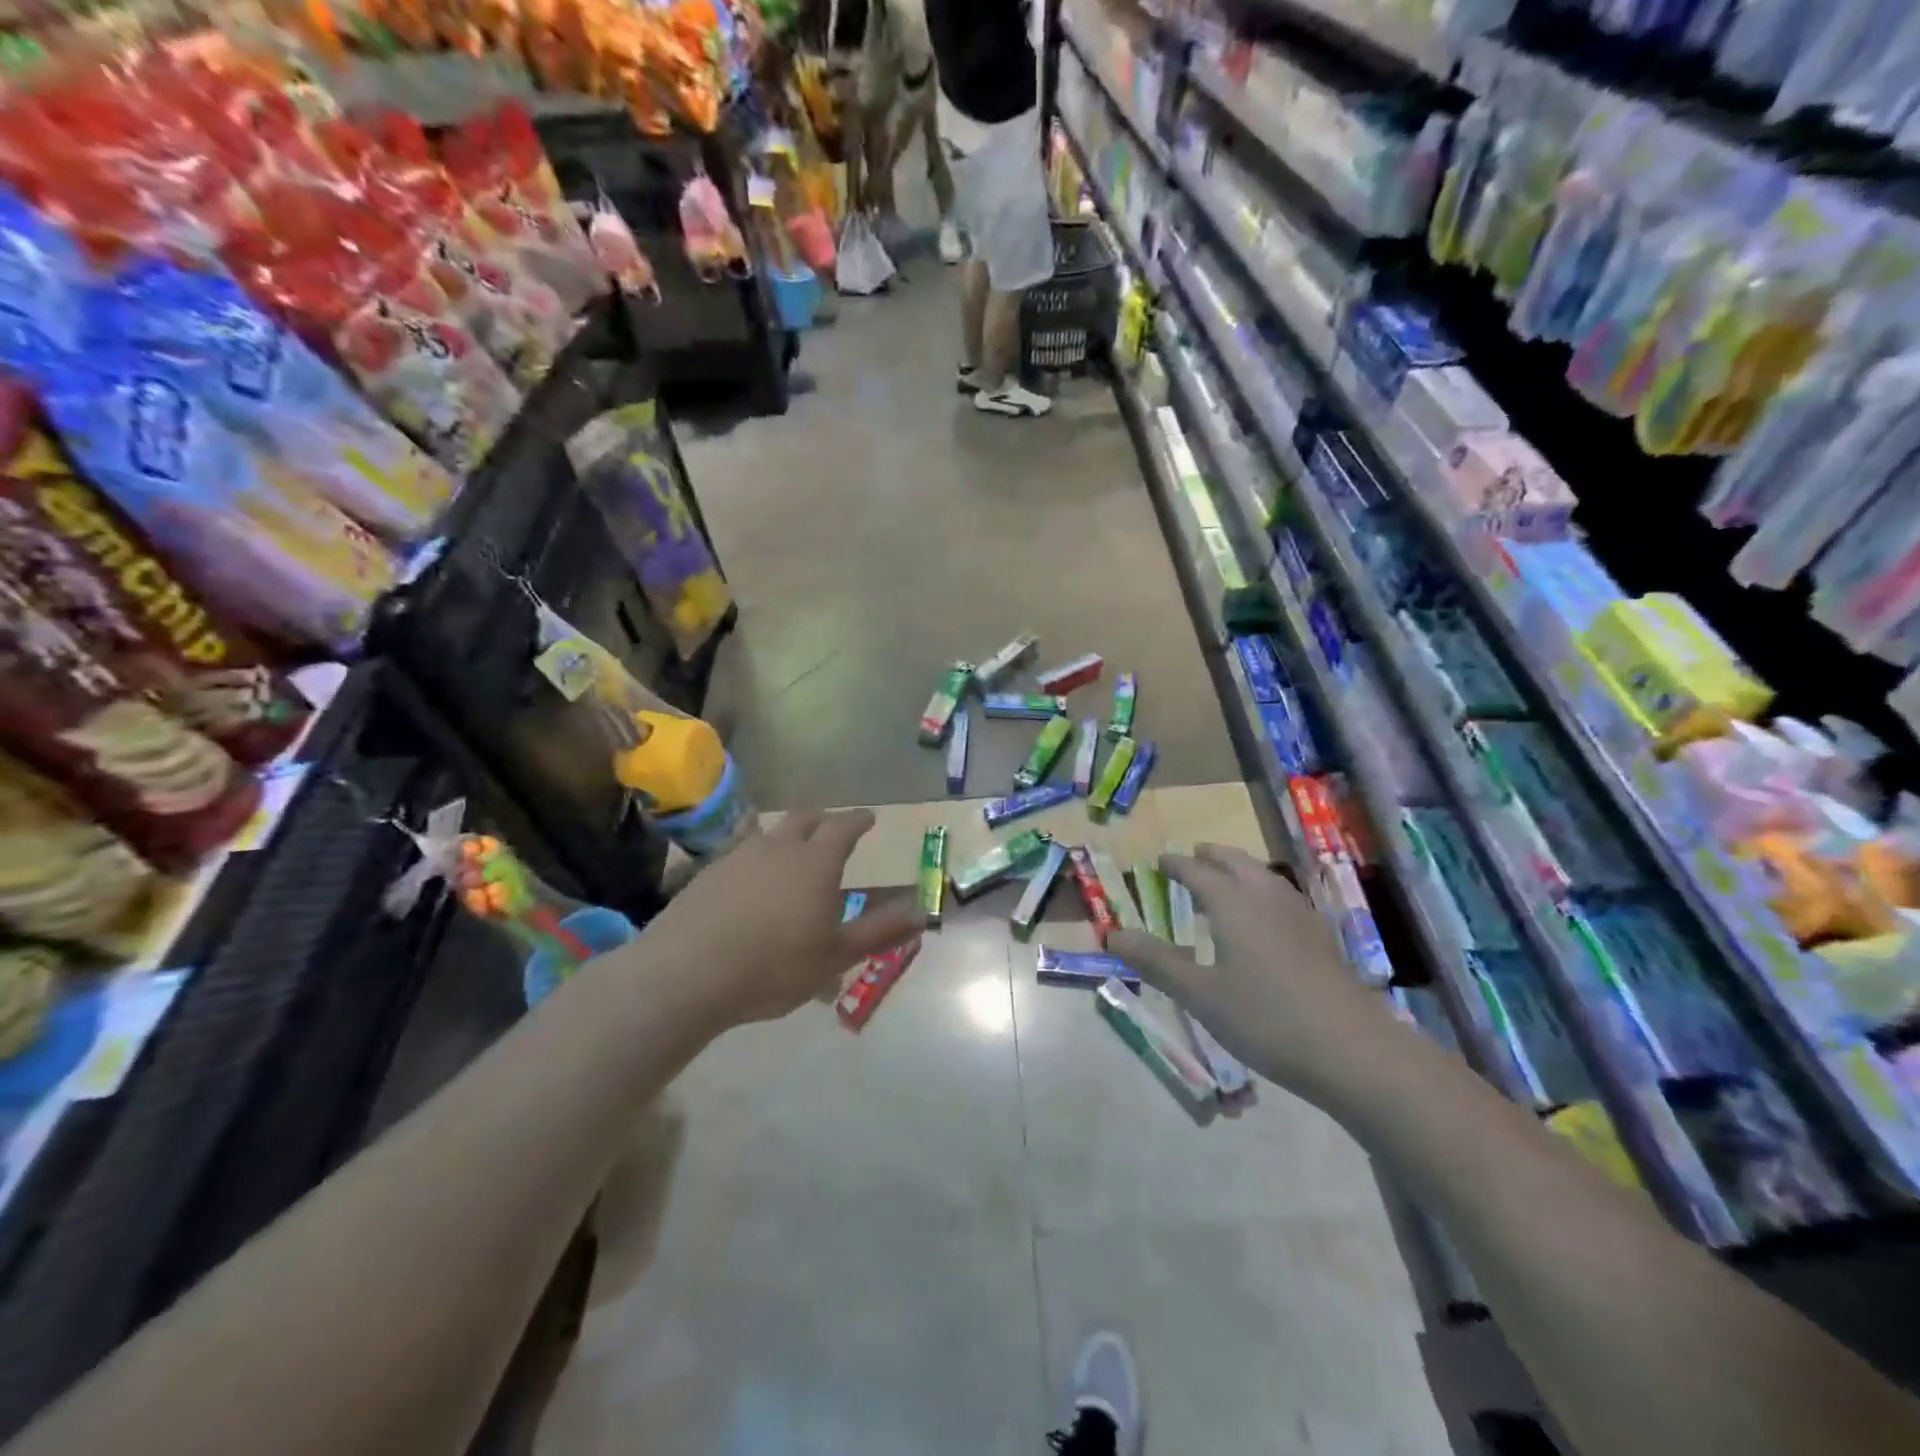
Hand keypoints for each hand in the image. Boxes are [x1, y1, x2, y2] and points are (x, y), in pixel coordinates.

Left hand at [635, 811, 923, 1031]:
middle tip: (832, 828)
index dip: (858, 820)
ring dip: (786, 834)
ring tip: (791, 849)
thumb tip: (922, 912)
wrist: (687, 973)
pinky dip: (754, 855)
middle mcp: (778, 847)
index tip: (869, 818)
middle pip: (804, 818)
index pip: (843, 826)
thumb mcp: (835, 956)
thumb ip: (879, 932)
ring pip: (768, 832)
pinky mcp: (707, 873)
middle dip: (823, 819)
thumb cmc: (774, 966)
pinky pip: (739, 851)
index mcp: (815, 862)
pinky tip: (749, 878)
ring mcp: (738, 857)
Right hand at [1107, 844, 1395, 1094]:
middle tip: (1194, 855)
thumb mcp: (1201, 995)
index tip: (1160, 860)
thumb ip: (1156, 962)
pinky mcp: (1322, 939)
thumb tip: (1113, 933)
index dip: (1177, 865)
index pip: (1198, 872)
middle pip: (1237, 863)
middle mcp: (1267, 899)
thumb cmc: (1266, 1019)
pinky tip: (1267, 916)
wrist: (1355, 1051)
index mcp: (1234, 905)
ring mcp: (1301, 917)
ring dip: (1241, 869)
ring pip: (1265, 877)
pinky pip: (1284, 897)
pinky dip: (1263, 890)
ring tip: (1228, 878)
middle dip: (1213, 856)